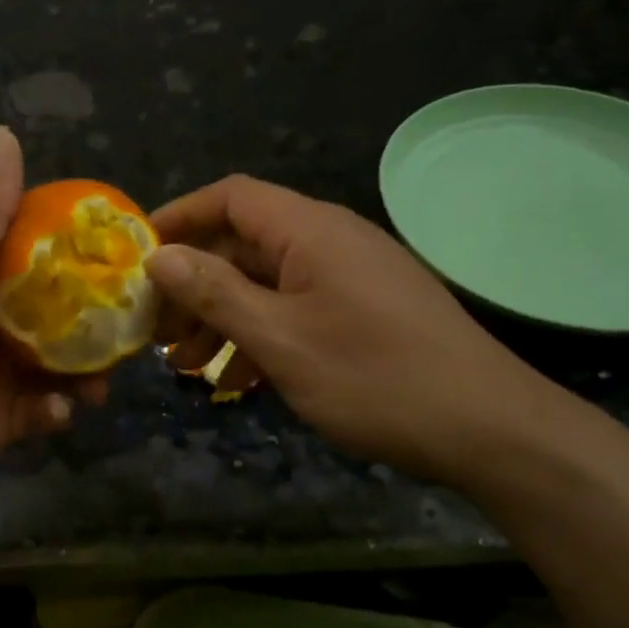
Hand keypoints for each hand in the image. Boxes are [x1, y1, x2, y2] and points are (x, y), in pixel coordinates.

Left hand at [0, 126, 103, 535]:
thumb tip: (2, 132)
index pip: (26, 249)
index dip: (69, 243)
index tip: (117, 243)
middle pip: (48, 308)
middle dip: (89, 312)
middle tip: (135, 312)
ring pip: (52, 361)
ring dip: (82, 366)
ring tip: (110, 371)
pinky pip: (41, 410)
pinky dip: (56, 409)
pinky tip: (63, 412)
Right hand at [146, 175, 567, 488]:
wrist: (491, 430)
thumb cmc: (375, 378)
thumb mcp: (281, 339)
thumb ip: (215, 293)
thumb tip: (159, 256)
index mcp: (309, 230)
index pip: (230, 197)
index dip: (180, 216)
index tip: (138, 255)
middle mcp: (329, 240)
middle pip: (243, 244)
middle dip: (194, 285)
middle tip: (157, 330)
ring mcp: (350, 276)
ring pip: (267, 283)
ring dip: (223, 318)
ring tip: (187, 366)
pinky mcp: (365, 310)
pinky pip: (297, 309)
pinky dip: (262, 336)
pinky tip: (239, 381)